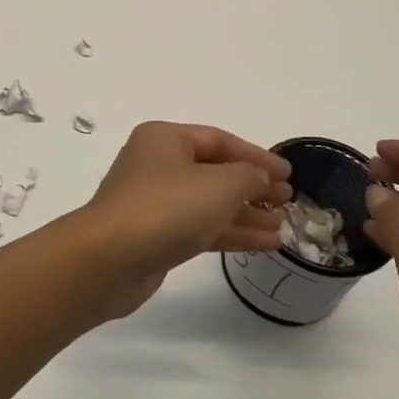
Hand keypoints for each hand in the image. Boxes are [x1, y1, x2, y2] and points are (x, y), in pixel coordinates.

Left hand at [78, 122, 292, 319]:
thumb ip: (248, 176)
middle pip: (214, 171)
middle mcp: (157, 165)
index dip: (256, 156)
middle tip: (288, 201)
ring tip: (283, 227)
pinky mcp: (156, 236)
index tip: (289, 173)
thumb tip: (259, 178)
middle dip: (252, 186)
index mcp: (165, 139)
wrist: (109, 259)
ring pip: (209, 203)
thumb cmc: (166, 208)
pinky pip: (201, 228)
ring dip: (246, 213)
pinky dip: (231, 233)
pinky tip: (265, 244)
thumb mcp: (219, 184)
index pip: (219, 140)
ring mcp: (154, 202)